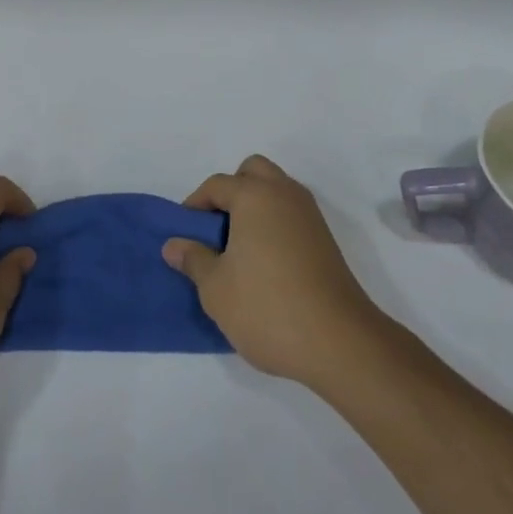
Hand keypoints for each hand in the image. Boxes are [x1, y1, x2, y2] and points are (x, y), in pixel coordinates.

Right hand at [162, 155, 386, 391]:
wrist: (338, 341)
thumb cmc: (267, 308)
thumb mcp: (216, 288)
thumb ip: (193, 259)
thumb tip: (174, 244)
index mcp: (255, 195)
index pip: (217, 184)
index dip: (195, 205)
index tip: (185, 234)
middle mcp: (284, 193)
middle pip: (252, 172)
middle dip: (231, 191)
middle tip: (216, 229)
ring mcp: (309, 214)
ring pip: (276, 190)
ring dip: (255, 205)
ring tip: (238, 247)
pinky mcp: (324, 238)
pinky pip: (291, 213)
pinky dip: (274, 222)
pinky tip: (264, 261)